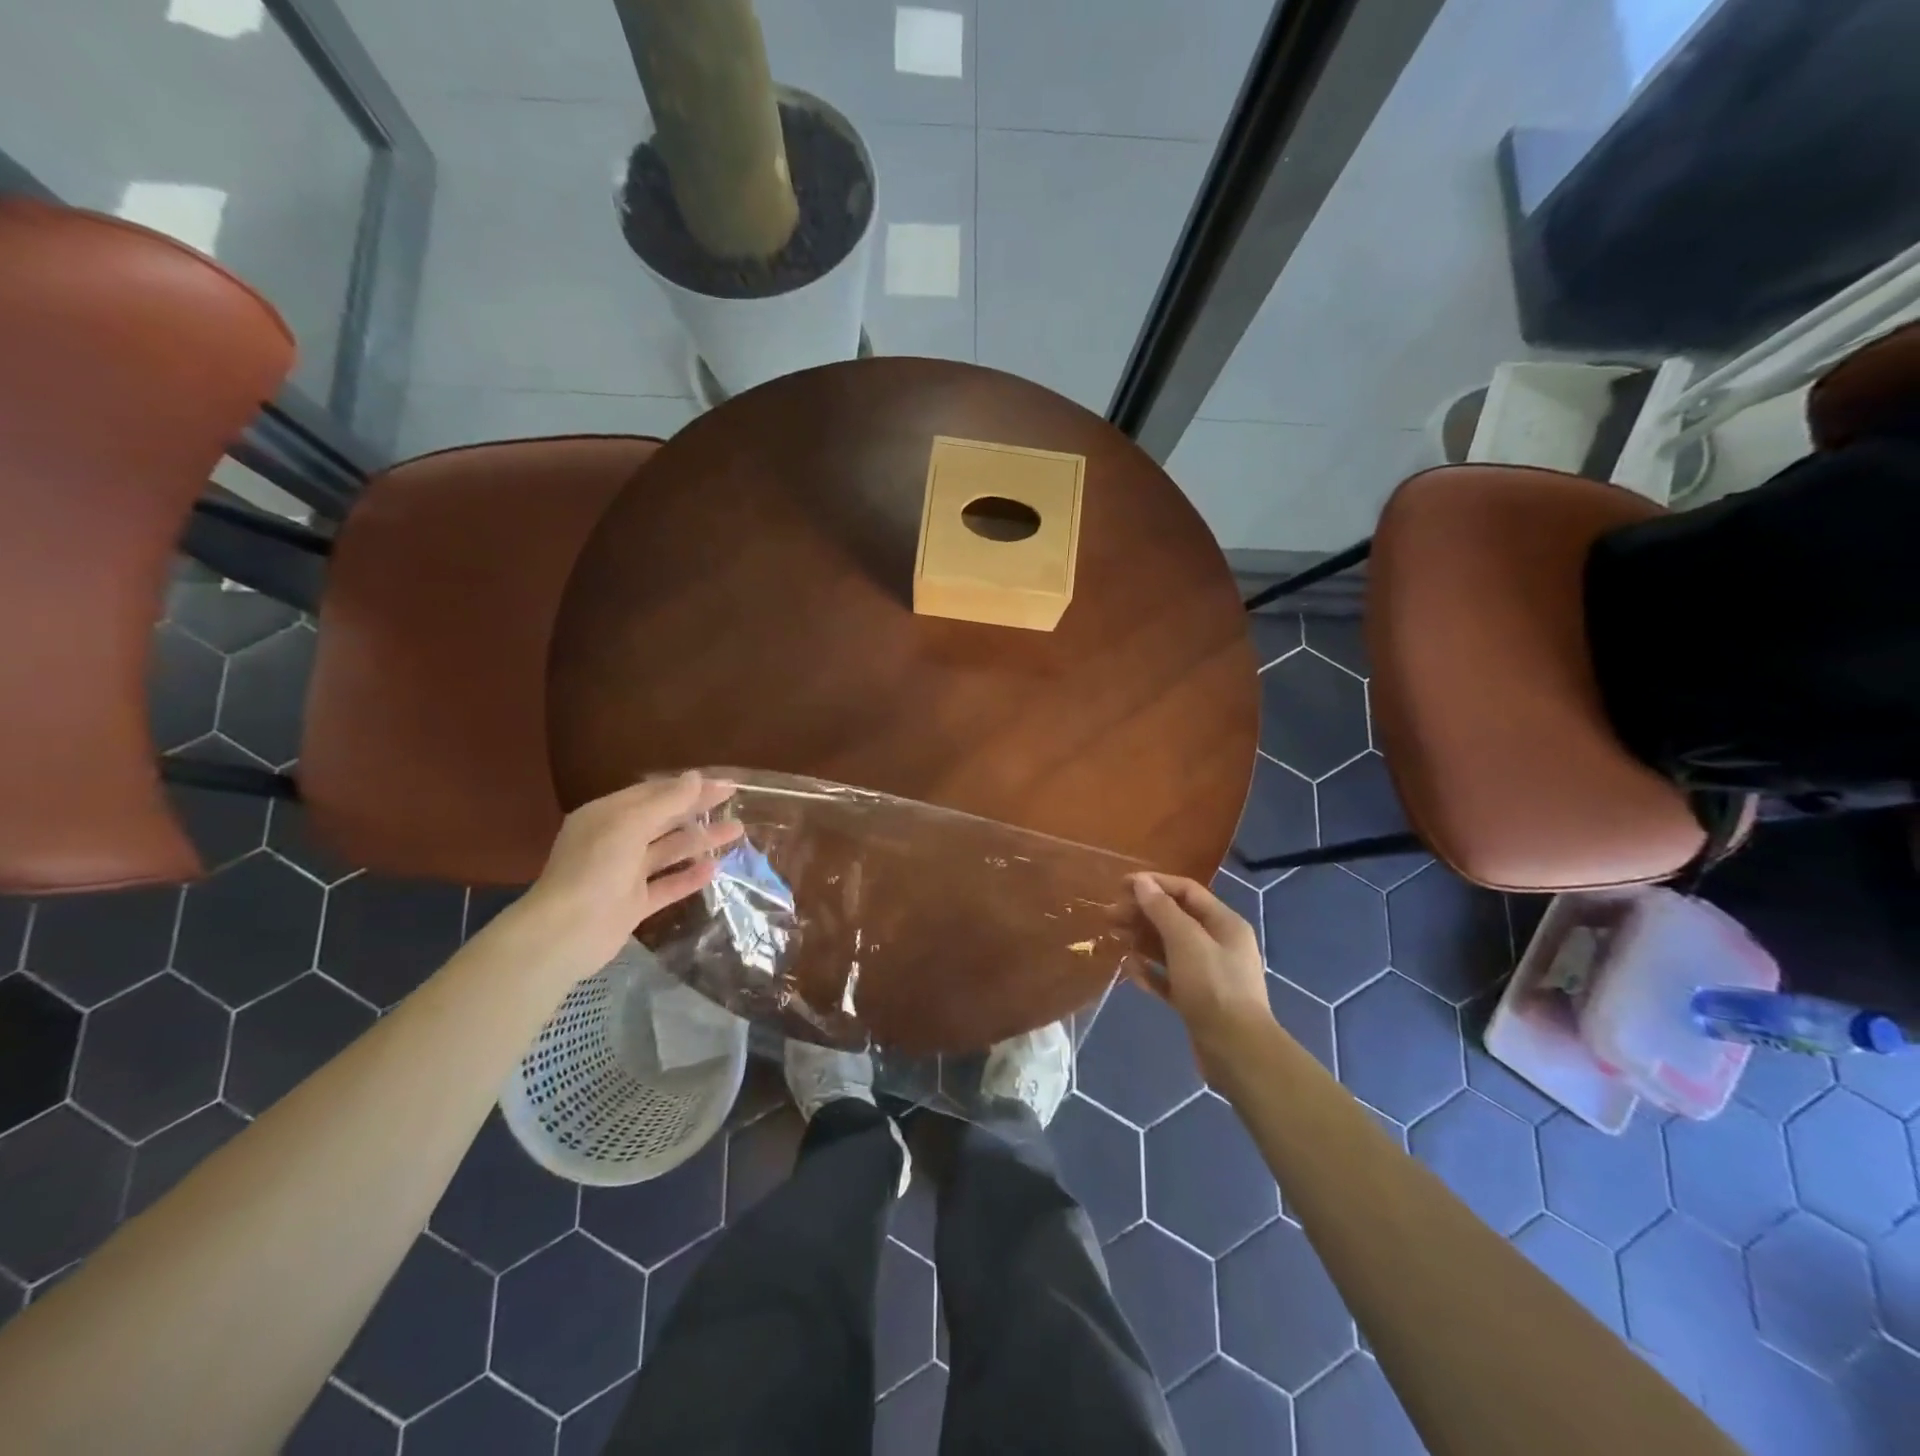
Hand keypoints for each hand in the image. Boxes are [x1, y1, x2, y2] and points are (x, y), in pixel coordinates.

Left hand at [514, 772, 744, 977]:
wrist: (565, 934)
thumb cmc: (595, 869)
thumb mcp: (630, 825)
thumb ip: (667, 802)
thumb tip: (696, 777)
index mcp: (607, 815)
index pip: (654, 793)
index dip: (690, 787)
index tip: (725, 784)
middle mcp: (615, 841)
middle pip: (664, 819)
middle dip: (698, 810)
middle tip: (735, 801)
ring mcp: (624, 874)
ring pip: (669, 851)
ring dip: (700, 841)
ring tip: (736, 832)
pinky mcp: (633, 904)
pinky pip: (667, 885)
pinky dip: (689, 876)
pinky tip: (715, 869)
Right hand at [1129, 873, 1272, 1078]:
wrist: (1237, 1051)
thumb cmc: (1213, 986)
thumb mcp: (1186, 941)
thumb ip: (1162, 910)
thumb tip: (1141, 882)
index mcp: (1224, 924)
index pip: (1186, 891)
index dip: (1154, 884)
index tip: (1121, 886)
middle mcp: (1219, 944)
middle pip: (1175, 919)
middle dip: (1142, 914)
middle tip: (1109, 916)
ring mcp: (1208, 974)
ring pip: (1169, 948)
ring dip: (1142, 940)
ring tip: (1114, 938)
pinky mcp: (1197, 1000)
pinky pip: (1169, 978)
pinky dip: (1150, 972)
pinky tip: (1130, 971)